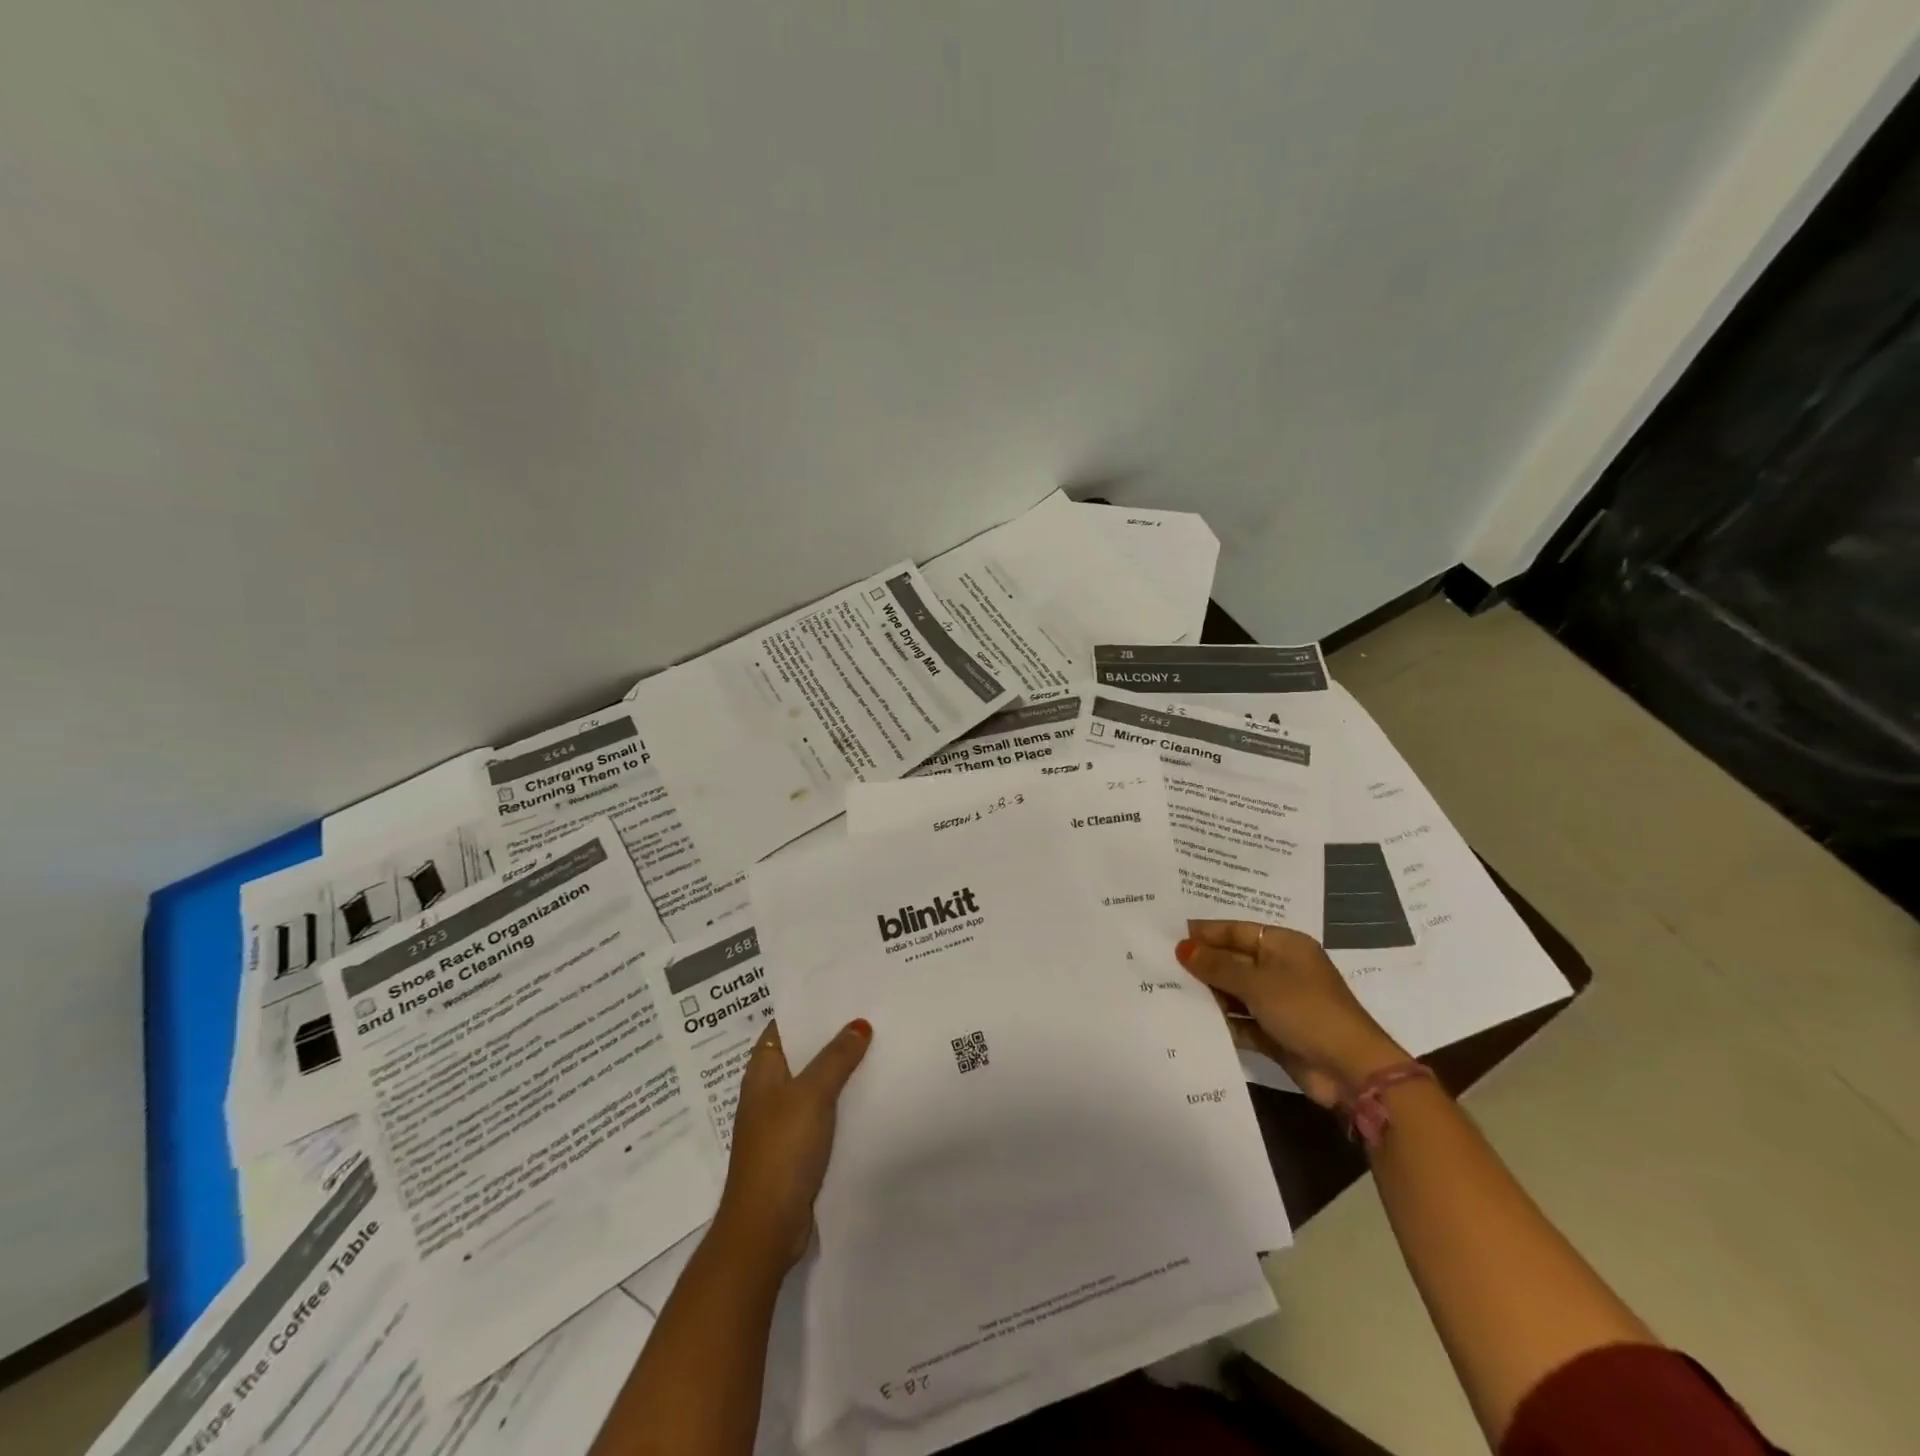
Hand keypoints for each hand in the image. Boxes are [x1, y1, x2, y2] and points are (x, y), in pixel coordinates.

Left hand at [713, 1017, 871, 1270]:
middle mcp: (769, 1092)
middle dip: (833, 1037)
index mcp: (762, 1072)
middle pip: (803, 1054)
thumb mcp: (811, 1094)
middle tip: (873, 1013)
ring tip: (880, 1046)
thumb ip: (836, 1057)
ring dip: (842, 1070)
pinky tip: (873, 1094)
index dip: (810, 1007)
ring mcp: (783, 1123)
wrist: (766, 1227)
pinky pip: (824, 1114)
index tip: (845, 990)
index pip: (785, 1026)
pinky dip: (844, 1103)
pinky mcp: (798, 1150)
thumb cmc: (781, 1150)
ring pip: (816, 1085)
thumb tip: (859, 1023)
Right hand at [1176, 920, 1406, 1108]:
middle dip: (1204, 964)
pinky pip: (1241, 1020)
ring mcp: (1280, 1003)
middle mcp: (1281, 969)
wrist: (1350, 1070)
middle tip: (1163, 964)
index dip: (1206, 933)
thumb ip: (1217, 966)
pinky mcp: (1276, 1033)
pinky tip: (1191, 1021)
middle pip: (1235, 960)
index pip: (1237, 931)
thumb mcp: (1256, 983)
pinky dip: (1222, 1021)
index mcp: (1284, 946)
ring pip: (1236, 992)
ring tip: (1170, 991)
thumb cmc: (1304, 1010)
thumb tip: (1182, 948)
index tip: (1171, 936)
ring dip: (1210, 994)